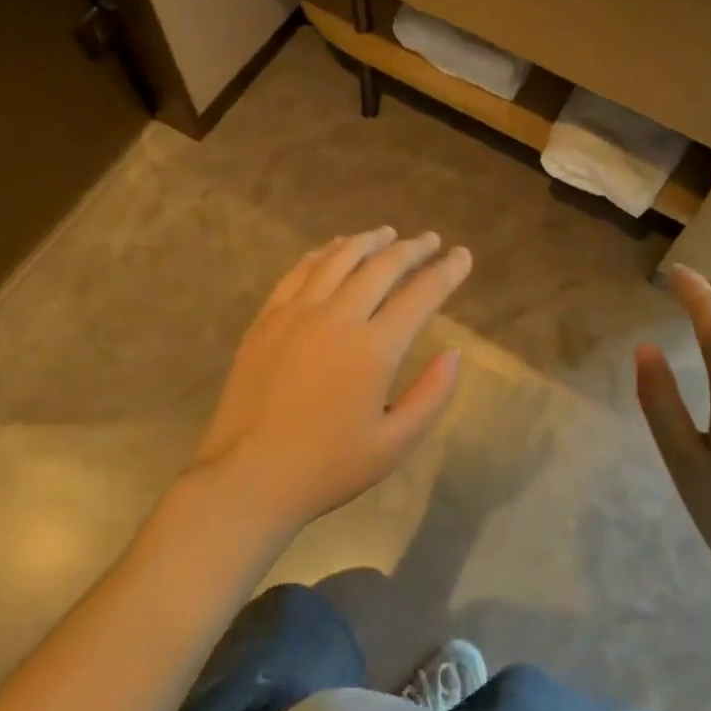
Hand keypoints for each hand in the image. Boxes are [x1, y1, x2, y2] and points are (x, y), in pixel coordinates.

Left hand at [191, 228, 472, 537]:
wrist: (249, 477)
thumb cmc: (328, 467)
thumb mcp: (394, 444)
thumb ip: (431, 395)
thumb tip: (453, 353)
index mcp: (373, 349)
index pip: (420, 295)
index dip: (446, 271)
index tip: (462, 255)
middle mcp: (337, 317)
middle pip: (381, 266)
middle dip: (411, 248)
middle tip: (429, 240)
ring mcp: (296, 312)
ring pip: (339, 259)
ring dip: (367, 241)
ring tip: (386, 233)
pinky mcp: (267, 317)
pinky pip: (299, 270)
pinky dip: (323, 253)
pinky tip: (333, 249)